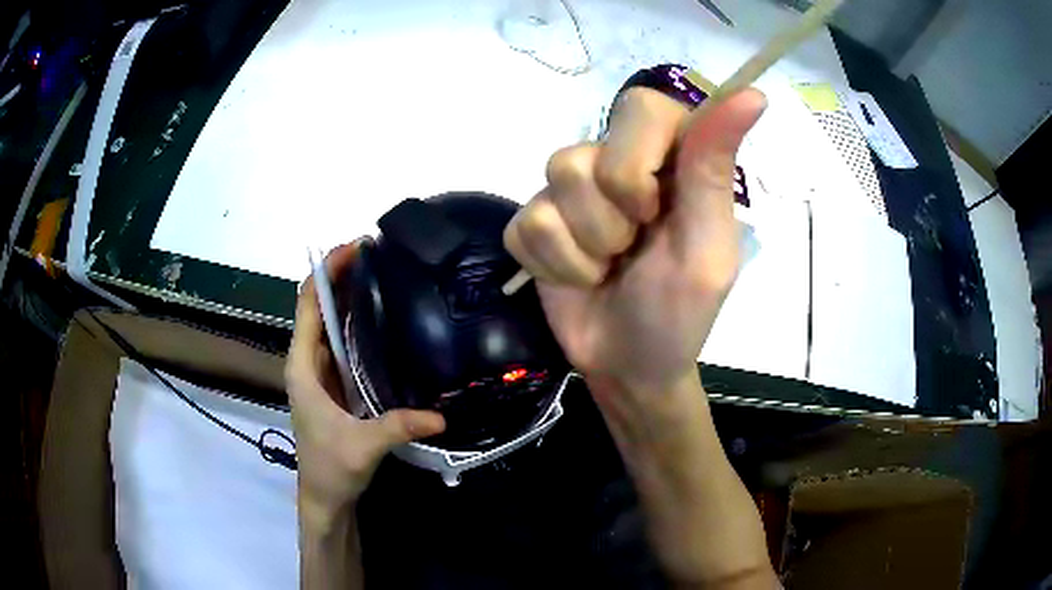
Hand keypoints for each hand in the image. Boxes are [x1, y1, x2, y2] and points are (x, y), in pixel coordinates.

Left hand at [286, 242, 445, 525]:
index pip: (308, 305)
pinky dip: (358, 322)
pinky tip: (384, 316)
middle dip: (342, 276)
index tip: (354, 248)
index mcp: (302, 367)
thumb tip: (442, 416)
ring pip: (331, 322)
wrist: (324, 496)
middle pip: (319, 306)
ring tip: (384, 273)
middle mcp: (308, 362)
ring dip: (350, 296)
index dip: (326, 273)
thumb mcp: (363, 446)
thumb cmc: (330, 468)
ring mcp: (321, 372)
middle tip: (379, 254)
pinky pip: (343, 342)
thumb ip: (397, 426)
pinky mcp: (335, 383)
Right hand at [504, 88, 765, 394]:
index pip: (642, 106)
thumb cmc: (680, 313)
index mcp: (669, 160)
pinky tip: (577, 278)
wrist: (629, 366)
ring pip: (552, 183)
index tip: (655, 209)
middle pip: (583, 150)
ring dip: (585, 246)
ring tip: (607, 268)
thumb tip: (754, 94)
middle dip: (610, 218)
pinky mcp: (534, 223)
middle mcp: (617, 163)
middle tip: (633, 248)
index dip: (637, 159)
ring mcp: (569, 193)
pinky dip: (555, 264)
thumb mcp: (708, 248)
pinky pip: (525, 225)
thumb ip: (715, 169)